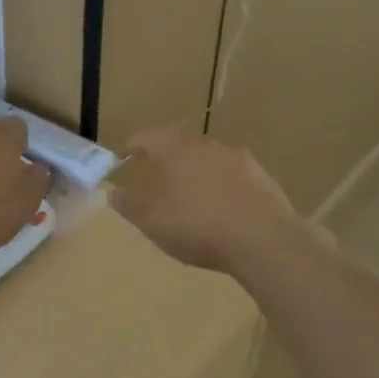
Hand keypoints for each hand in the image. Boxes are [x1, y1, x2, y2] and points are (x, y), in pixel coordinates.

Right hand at [110, 130, 322, 276]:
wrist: (265, 240)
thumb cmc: (199, 227)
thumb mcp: (154, 221)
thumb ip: (131, 205)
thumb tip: (113, 193)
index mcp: (177, 150)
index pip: (148, 137)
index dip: (131, 145)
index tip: (121, 155)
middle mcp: (208, 146)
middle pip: (180, 142)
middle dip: (165, 155)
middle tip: (154, 169)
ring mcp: (239, 160)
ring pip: (209, 158)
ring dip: (195, 169)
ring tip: (188, 190)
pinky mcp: (263, 178)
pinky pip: (232, 176)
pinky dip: (220, 185)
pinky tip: (221, 206)